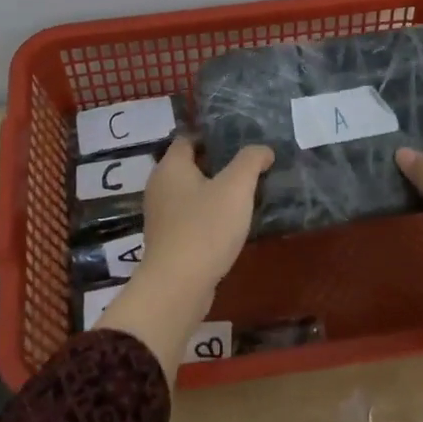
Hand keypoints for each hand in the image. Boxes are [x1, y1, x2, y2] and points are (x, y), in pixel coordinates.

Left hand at [96, 138, 271, 382]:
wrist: (178, 285)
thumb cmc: (206, 227)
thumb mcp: (236, 188)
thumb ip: (250, 162)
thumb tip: (263, 150)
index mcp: (171, 166)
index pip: (188, 138)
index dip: (212, 136)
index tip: (240, 140)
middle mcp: (160, 186)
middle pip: (190, 165)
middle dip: (217, 164)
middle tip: (249, 166)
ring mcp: (161, 215)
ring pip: (190, 193)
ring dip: (214, 192)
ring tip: (245, 194)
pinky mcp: (168, 240)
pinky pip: (190, 217)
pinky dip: (208, 215)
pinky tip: (231, 223)